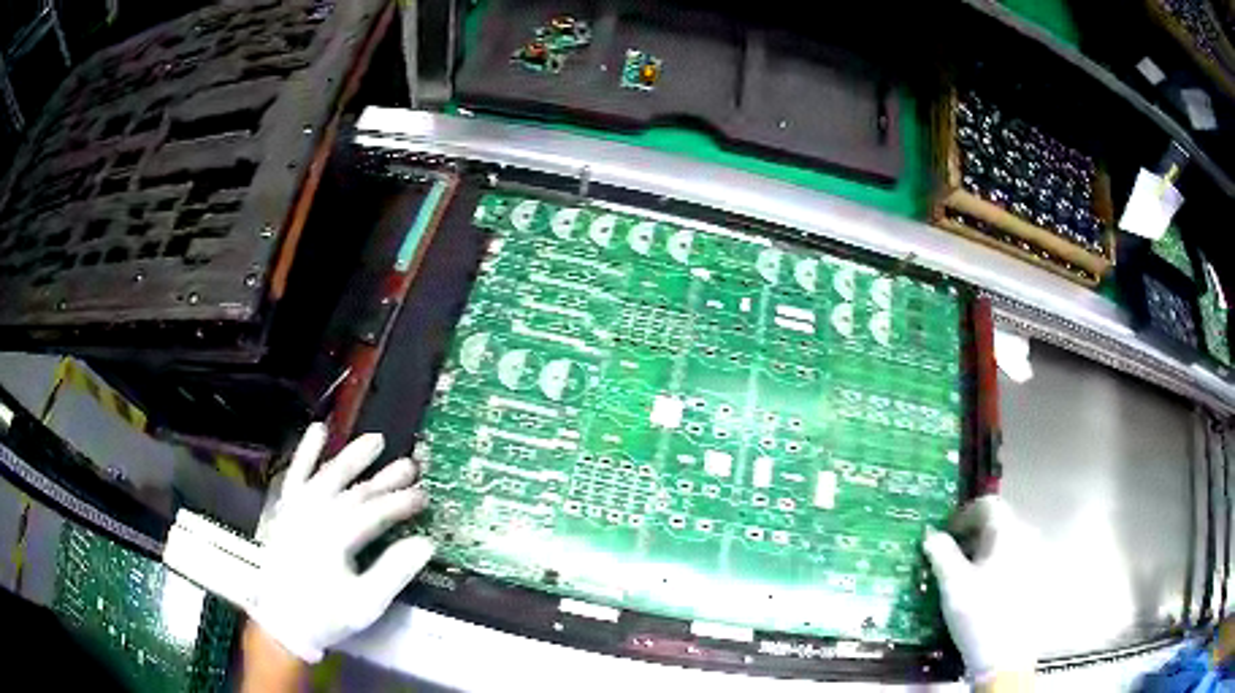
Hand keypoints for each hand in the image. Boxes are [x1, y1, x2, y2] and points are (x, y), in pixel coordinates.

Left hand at [247, 423, 434, 662]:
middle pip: (353, 491)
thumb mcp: (366, 603)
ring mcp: (296, 511)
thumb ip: (393, 571)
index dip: (400, 503)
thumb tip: (424, 544)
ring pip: (326, 476)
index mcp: (333, 539)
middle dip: (384, 479)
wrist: (283, 622)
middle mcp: (313, 516)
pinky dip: (306, 453)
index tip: (423, 496)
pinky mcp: (285, 510)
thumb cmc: (326, 615)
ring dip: (350, 458)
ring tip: (374, 440)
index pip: (373, 513)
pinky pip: (295, 475)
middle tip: (410, 466)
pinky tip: (317, 432)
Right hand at [923, 495, 1040, 684]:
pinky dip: (997, 563)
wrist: (1006, 656)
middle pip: (999, 522)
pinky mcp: (1036, 578)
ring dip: (984, 550)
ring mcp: (1035, 557)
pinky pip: (1015, 558)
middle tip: (951, 556)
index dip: (963, 514)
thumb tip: (931, 535)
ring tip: (965, 575)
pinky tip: (984, 589)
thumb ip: (941, 554)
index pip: (988, 505)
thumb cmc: (979, 615)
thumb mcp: (953, 585)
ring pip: (1007, 541)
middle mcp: (1027, 536)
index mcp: (1009, 532)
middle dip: (972, 534)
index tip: (945, 533)